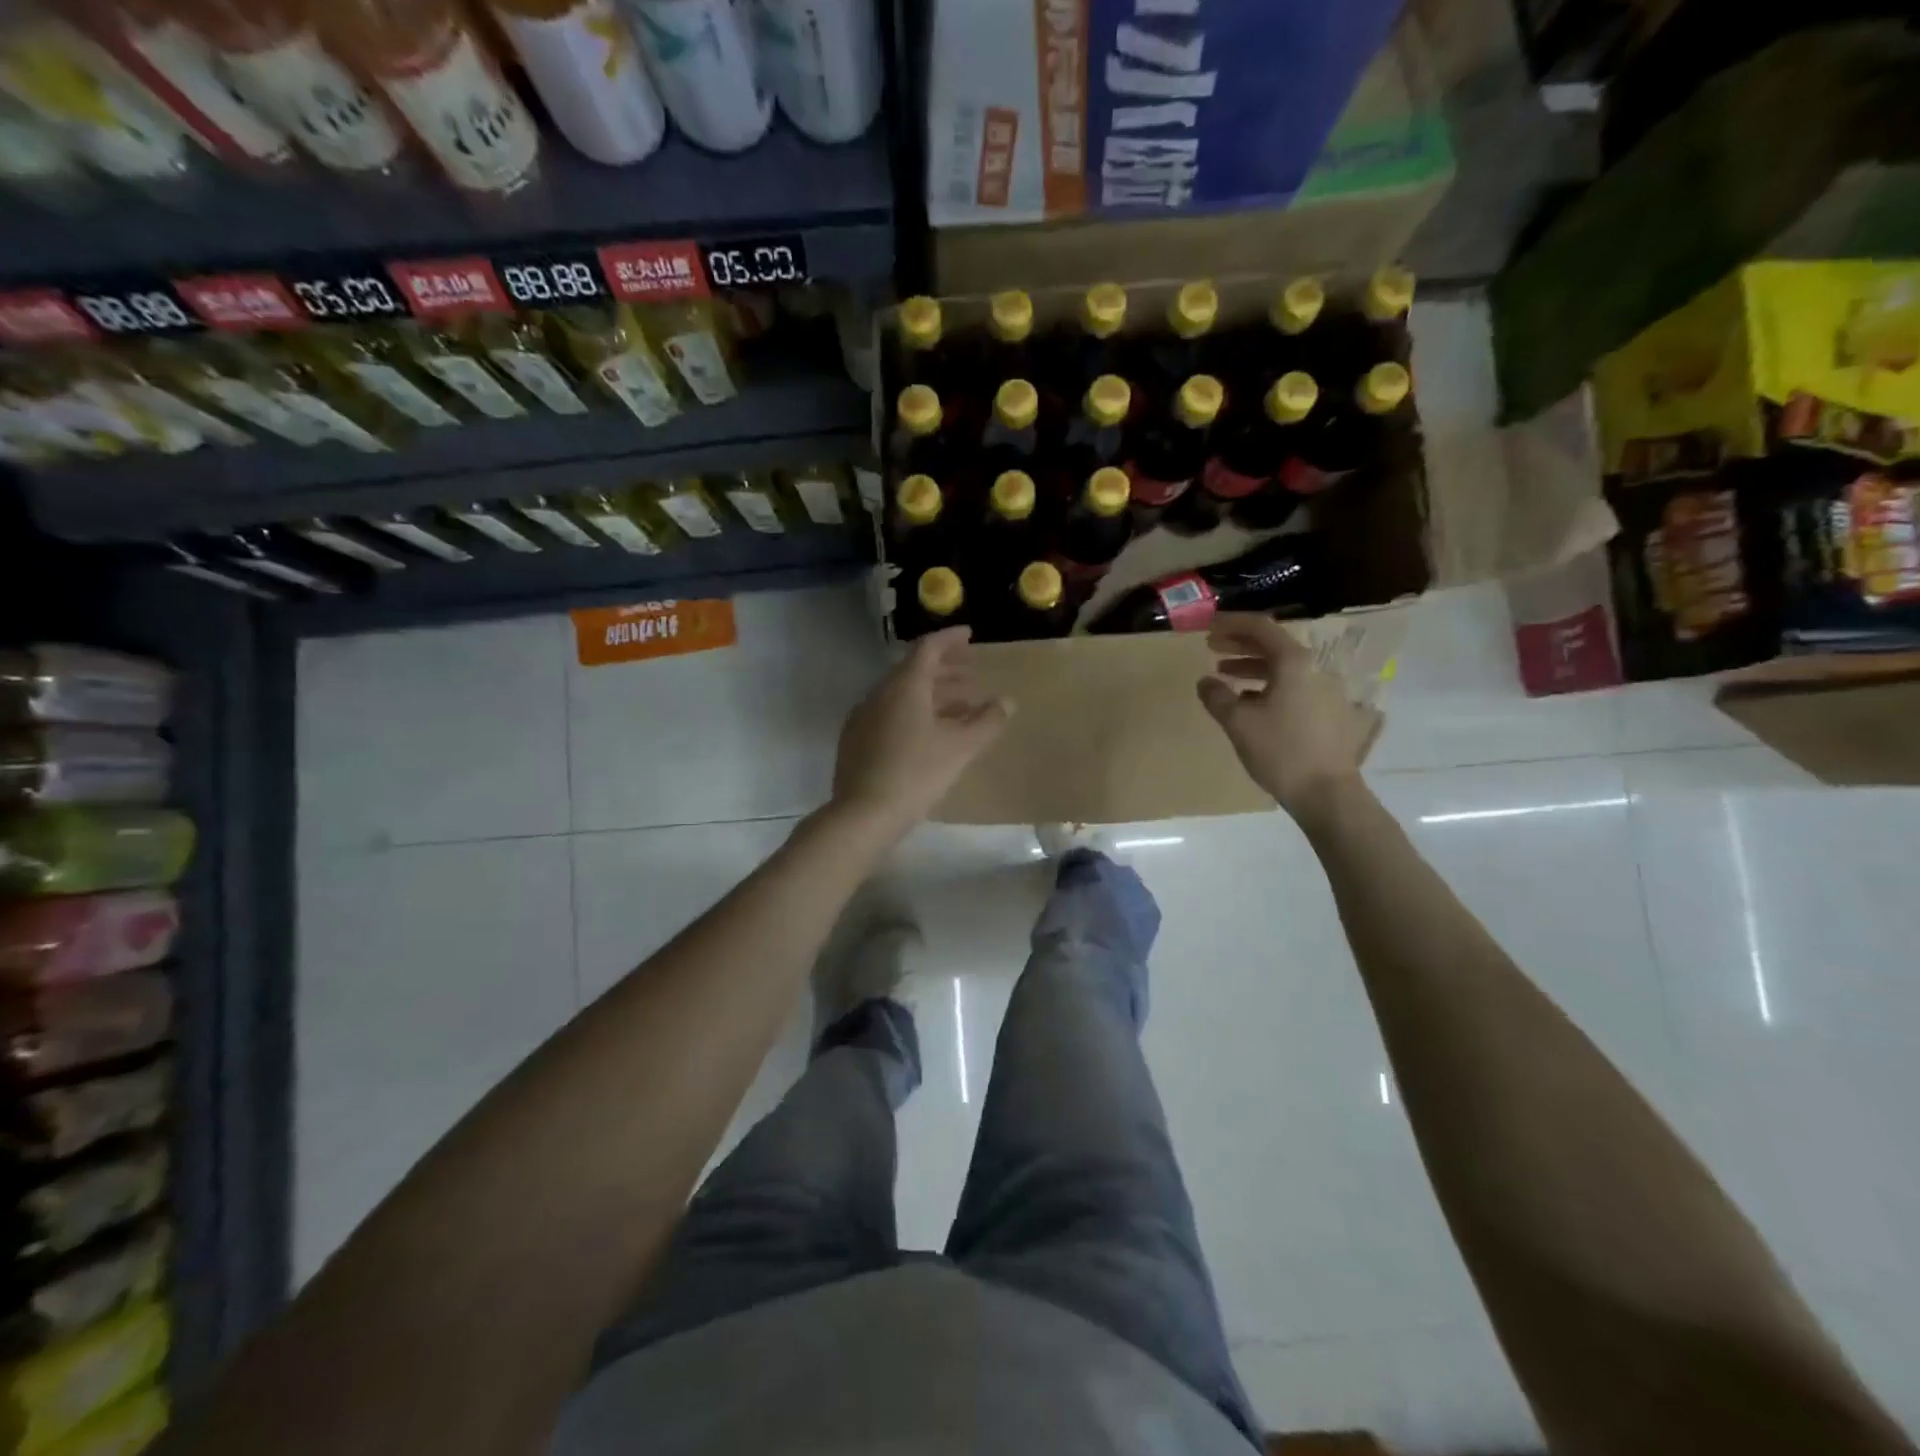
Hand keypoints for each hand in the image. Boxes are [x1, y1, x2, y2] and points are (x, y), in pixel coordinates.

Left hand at [831, 627, 1012, 840]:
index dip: (951, 639)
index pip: (928, 648)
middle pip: (914, 670)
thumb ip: (987, 721)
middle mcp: (880, 693)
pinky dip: (915, 713)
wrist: (863, 814)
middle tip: (972, 675)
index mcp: (904, 686)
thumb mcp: (961, 747)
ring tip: (962, 708)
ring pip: (902, 695)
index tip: (970, 635)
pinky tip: (931, 734)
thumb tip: (1007, 701)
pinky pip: (890, 714)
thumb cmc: (917, 774)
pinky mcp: (856, 740)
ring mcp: (863, 717)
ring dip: (933, 695)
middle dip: (946, 669)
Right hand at [1197, 613, 1371, 822]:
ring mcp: (1326, 691)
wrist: (1328, 793)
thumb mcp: (1239, 723)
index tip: (1208, 626)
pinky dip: (1268, 686)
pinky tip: (1250, 703)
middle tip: (1211, 647)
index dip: (1232, 623)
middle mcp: (1315, 669)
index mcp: (1294, 663)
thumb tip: (1205, 681)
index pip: (1261, 627)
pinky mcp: (1329, 713)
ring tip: (1225, 676)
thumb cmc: (1280, 751)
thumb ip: (1217, 697)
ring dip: (1252, 667)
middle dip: (1240, 644)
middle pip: (1274, 645)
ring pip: (1284, 668)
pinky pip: (1294, 687)